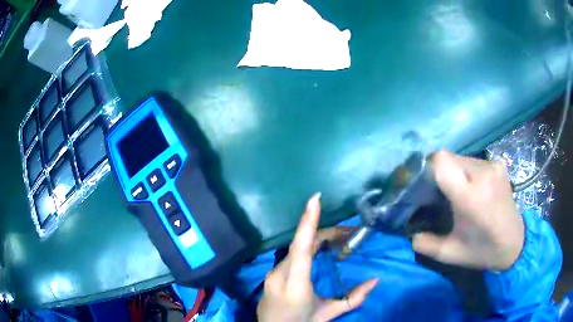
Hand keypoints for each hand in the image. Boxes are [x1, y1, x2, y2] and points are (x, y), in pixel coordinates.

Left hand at [257, 194, 378, 321]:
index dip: (307, 223)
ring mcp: (271, 273)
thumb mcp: (327, 315)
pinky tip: (321, 250)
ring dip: (317, 240)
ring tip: (340, 240)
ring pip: (296, 248)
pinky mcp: (271, 273)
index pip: (301, 249)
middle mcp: (280, 275)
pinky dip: (307, 248)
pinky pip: (291, 255)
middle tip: (350, 233)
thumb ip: (352, 299)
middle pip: (302, 244)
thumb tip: (375, 280)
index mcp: (295, 285)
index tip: (314, 199)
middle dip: (325, 233)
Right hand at [412, 150, 524, 270]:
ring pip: (459, 158)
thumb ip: (425, 243)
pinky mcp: (498, 163)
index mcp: (471, 197)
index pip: (441, 161)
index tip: (423, 185)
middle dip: (437, 173)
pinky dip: (465, 172)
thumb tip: (409, 232)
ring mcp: (493, 166)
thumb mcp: (450, 253)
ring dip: (452, 172)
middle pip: (448, 157)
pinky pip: (472, 161)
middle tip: (437, 193)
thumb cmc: (483, 250)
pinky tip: (471, 189)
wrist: (515, 242)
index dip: (426, 168)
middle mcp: (483, 173)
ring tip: (456, 193)